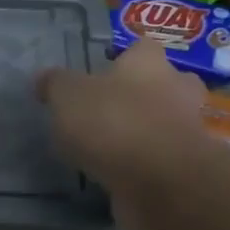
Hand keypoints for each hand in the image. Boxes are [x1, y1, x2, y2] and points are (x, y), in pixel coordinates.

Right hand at [35, 41, 207, 229]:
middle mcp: (176, 90)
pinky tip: (120, 174)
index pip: (141, 47)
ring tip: (110, 146)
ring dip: (146, 130)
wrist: (159, 181)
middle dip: (144, 93)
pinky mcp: (186, 168)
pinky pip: (164, 158)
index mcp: (148, 64)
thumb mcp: (67, 96)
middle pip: (165, 83)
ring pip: (166, 122)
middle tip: (111, 108)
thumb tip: (43, 78)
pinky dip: (146, 163)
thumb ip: (55, 84)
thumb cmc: (113, 123)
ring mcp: (186, 130)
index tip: (101, 71)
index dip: (122, 57)